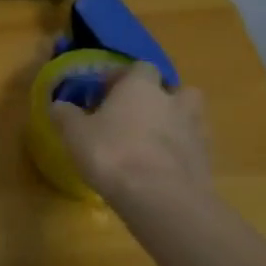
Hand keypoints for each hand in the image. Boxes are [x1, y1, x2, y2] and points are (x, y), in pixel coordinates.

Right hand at [50, 65, 210, 205]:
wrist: (160, 198)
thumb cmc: (112, 154)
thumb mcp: (76, 134)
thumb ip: (66, 115)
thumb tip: (58, 105)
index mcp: (140, 87)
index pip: (139, 68)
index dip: (122, 78)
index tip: (105, 94)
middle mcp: (172, 101)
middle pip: (174, 89)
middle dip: (159, 98)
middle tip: (136, 116)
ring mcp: (195, 129)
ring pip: (191, 116)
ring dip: (176, 122)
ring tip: (153, 141)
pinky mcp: (207, 159)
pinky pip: (195, 147)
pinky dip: (182, 152)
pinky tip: (163, 168)